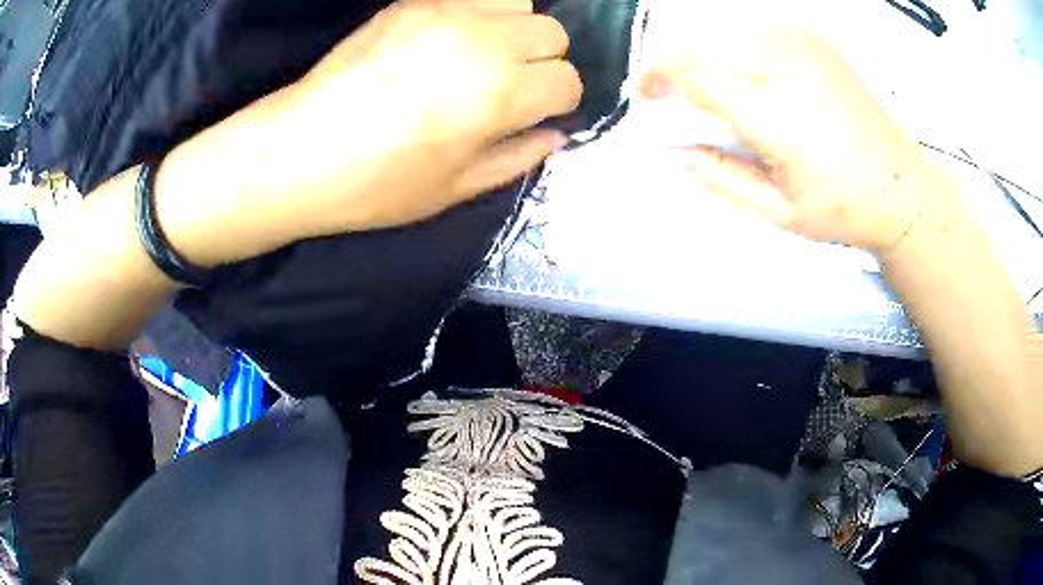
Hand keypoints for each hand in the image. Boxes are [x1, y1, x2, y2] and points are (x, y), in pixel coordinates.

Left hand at [251, 0, 581, 236]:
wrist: (299, 152)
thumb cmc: (376, 184)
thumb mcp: (456, 189)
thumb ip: (517, 157)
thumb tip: (555, 135)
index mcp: (501, 95)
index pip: (567, 80)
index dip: (558, 101)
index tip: (534, 114)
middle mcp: (484, 42)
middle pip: (552, 33)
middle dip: (544, 60)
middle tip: (511, 85)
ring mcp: (446, 14)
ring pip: (519, 3)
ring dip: (515, 28)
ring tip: (484, 55)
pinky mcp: (412, 3)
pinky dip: (477, 15)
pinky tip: (450, 41)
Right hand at [641, 28, 956, 254]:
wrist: (901, 187)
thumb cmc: (844, 208)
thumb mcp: (778, 212)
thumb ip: (721, 179)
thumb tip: (679, 152)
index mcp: (773, 113)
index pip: (690, 74)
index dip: (657, 81)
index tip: (647, 98)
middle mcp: (783, 66)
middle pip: (700, 44)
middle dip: (673, 65)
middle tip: (671, 93)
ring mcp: (801, 46)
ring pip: (725, 32)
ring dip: (703, 55)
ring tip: (708, 85)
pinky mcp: (814, 41)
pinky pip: (755, 31)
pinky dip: (736, 47)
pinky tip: (747, 75)